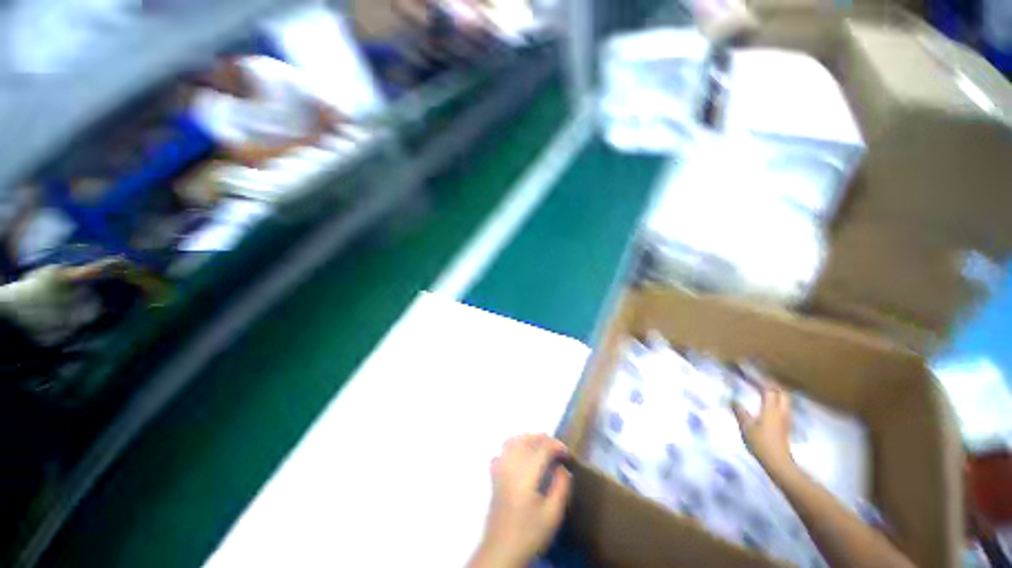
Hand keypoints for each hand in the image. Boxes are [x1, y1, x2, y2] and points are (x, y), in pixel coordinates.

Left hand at [471, 434, 570, 567]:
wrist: (501, 550)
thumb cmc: (529, 533)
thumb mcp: (552, 515)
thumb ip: (561, 487)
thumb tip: (563, 468)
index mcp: (526, 473)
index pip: (542, 448)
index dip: (556, 446)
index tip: (567, 454)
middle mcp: (511, 465)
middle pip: (526, 439)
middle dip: (543, 439)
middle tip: (556, 450)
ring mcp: (500, 468)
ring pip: (513, 441)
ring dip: (528, 440)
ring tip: (541, 447)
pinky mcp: (494, 475)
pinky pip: (503, 451)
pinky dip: (514, 446)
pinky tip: (521, 456)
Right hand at [732, 381, 794, 473]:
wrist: (778, 462)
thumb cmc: (760, 443)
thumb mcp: (745, 426)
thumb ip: (740, 411)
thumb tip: (733, 399)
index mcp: (771, 409)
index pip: (768, 388)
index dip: (759, 379)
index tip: (749, 372)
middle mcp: (781, 411)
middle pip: (781, 392)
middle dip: (771, 383)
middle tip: (759, 379)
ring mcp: (786, 419)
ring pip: (784, 399)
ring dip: (776, 392)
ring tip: (764, 389)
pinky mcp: (786, 425)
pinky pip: (783, 407)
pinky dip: (776, 401)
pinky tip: (769, 404)